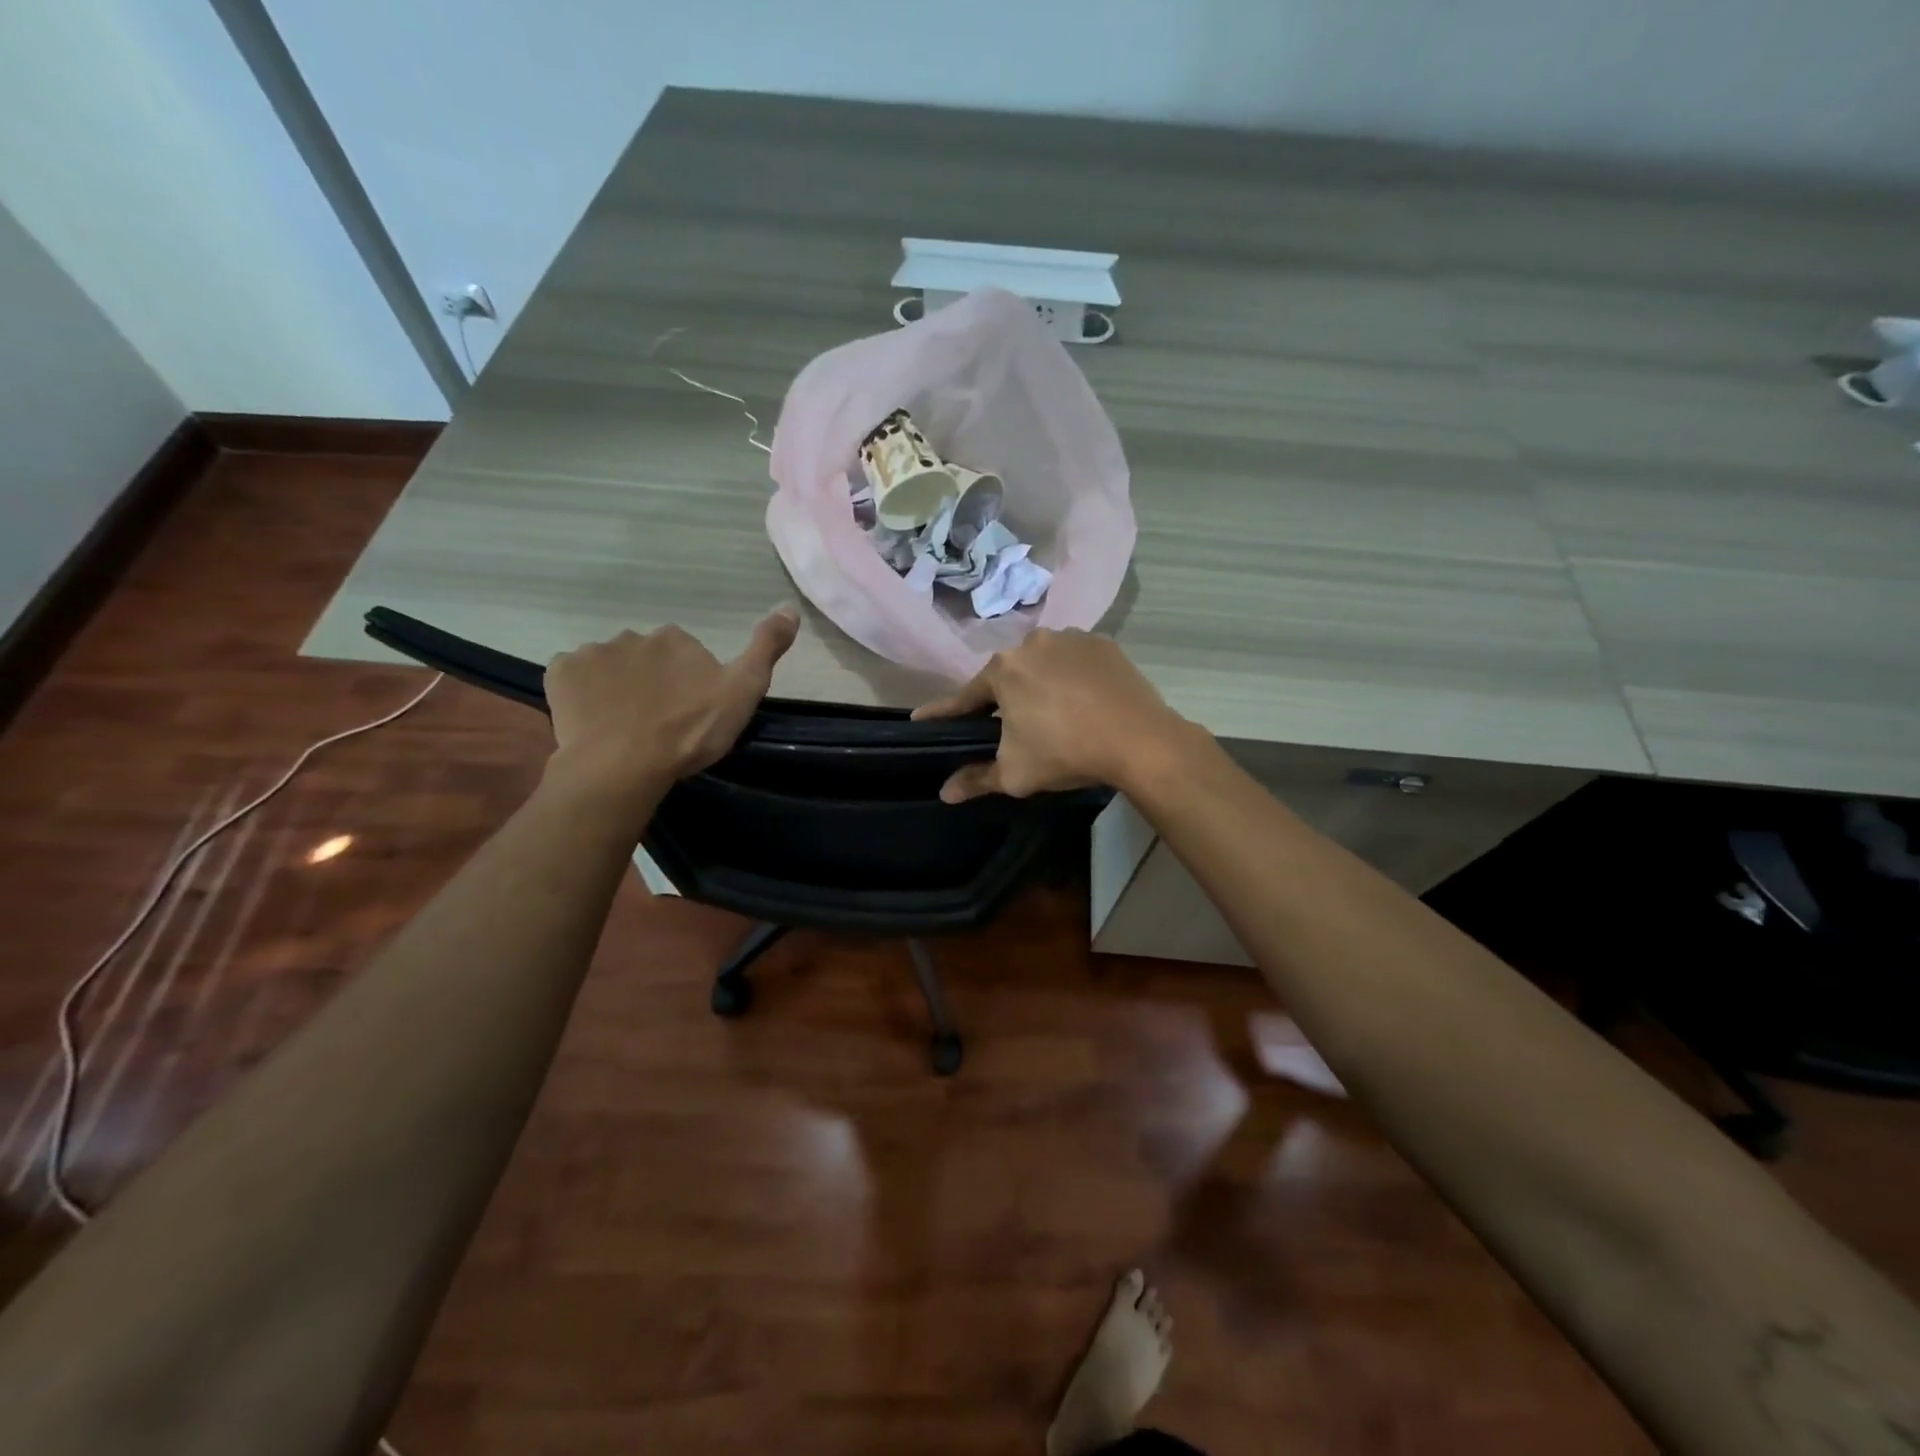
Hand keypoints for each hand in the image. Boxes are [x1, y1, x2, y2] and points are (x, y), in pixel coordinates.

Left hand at [543, 607, 799, 815]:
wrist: (625, 764)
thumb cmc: (690, 729)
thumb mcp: (744, 690)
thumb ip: (766, 647)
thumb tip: (789, 606)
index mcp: (676, 638)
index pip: (686, 653)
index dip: (690, 681)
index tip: (692, 711)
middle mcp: (634, 635)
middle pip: (646, 658)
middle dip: (651, 681)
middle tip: (659, 721)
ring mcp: (593, 653)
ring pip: (610, 667)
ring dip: (617, 687)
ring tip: (625, 725)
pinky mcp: (560, 674)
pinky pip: (574, 678)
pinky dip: (582, 693)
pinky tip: (593, 719)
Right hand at [912, 629, 1194, 802]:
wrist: (1139, 740)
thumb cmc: (1067, 753)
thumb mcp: (1015, 774)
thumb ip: (976, 779)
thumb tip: (945, 793)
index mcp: (1003, 670)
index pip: (964, 697)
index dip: (943, 713)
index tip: (922, 718)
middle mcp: (1032, 643)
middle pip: (1006, 677)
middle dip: (1001, 700)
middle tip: (1005, 727)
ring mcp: (1071, 638)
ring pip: (1042, 665)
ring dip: (1038, 685)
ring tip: (1049, 715)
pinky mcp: (1103, 644)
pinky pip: (1075, 661)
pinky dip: (1071, 677)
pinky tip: (1080, 701)